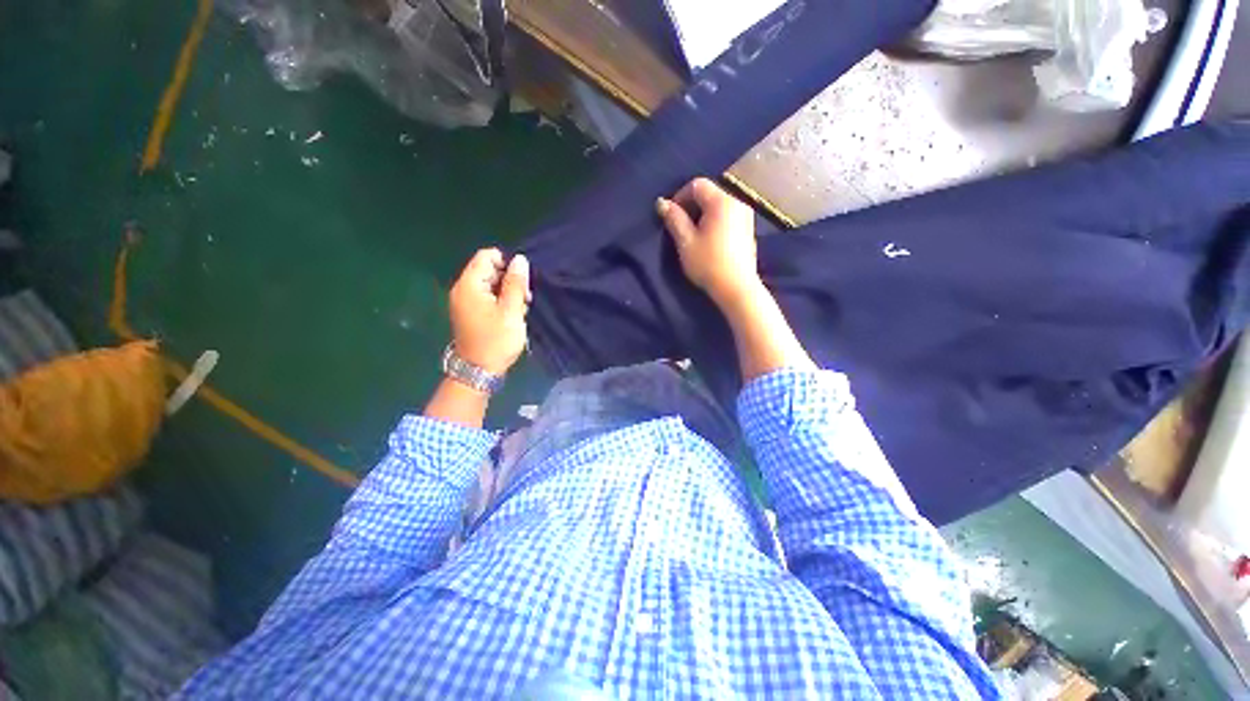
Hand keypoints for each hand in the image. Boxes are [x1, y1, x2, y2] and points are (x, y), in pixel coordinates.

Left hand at [448, 248, 529, 374]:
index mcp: (469, 285)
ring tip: (520, 310)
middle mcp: (463, 289)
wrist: (479, 371)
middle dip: (509, 280)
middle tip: (524, 299)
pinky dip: (501, 302)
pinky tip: (511, 316)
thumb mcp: (511, 311)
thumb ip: (516, 283)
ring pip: (490, 285)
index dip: (507, 263)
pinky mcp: (470, 313)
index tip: (522, 281)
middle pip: (488, 270)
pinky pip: (487, 298)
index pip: (487, 256)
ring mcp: (465, 302)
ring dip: (508, 293)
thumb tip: (520, 259)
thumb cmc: (497, 340)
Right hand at [656, 177, 761, 306]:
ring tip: (693, 234)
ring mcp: (746, 215)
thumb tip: (662, 202)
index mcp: (721, 201)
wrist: (737, 288)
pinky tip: (709, 240)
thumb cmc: (708, 264)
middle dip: (691, 205)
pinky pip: (727, 216)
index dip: (680, 196)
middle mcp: (737, 202)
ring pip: (718, 205)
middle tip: (680, 226)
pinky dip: (714, 221)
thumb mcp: (685, 242)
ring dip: (702, 214)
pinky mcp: (748, 229)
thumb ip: (674, 219)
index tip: (671, 217)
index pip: (697, 185)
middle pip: (709, 193)